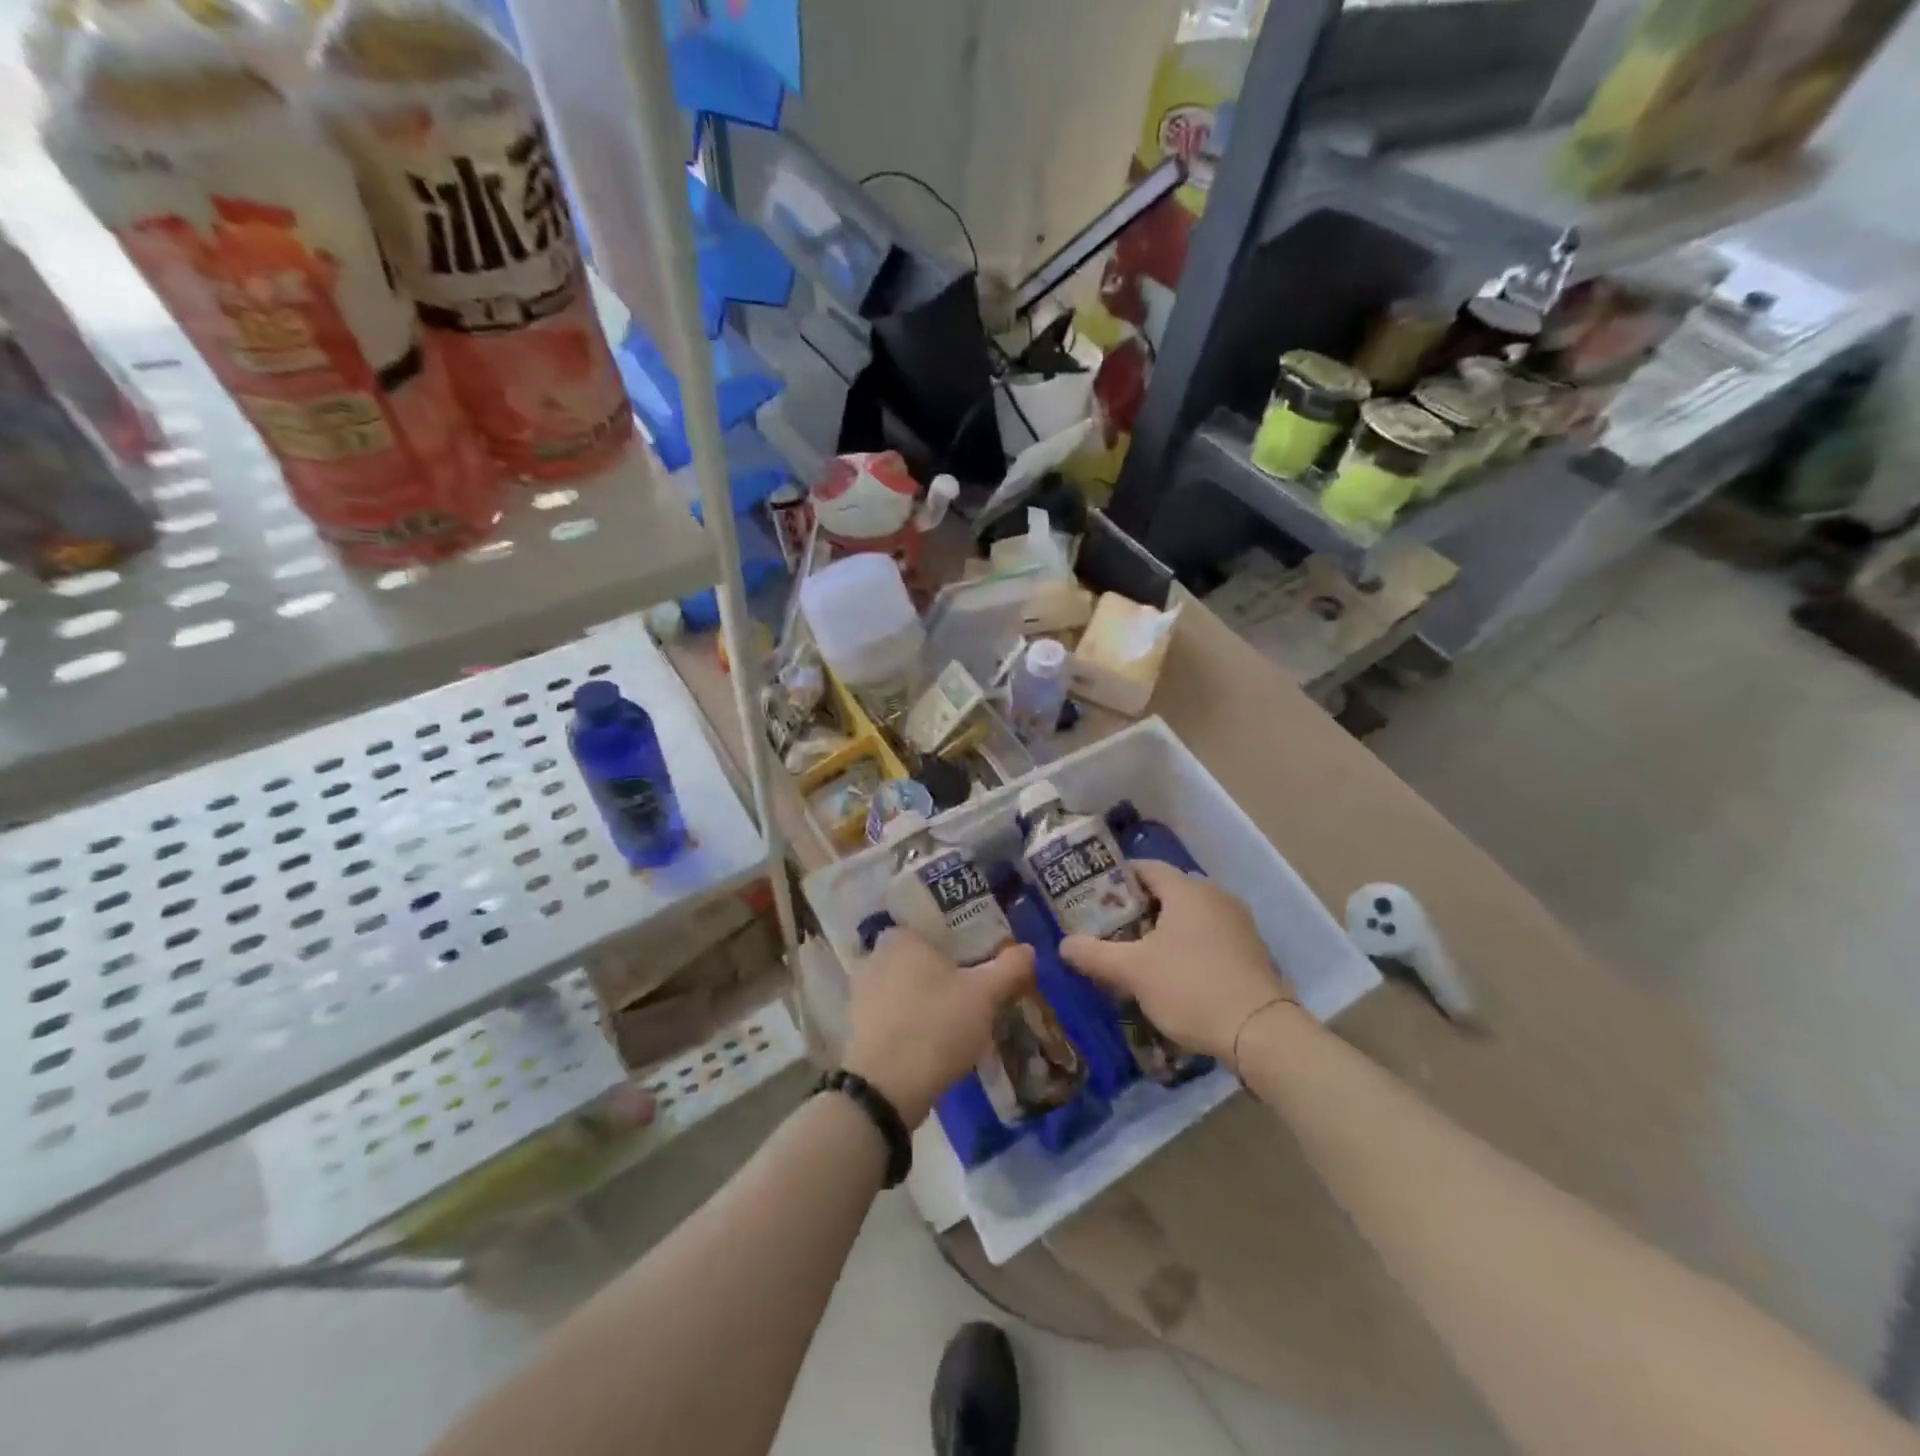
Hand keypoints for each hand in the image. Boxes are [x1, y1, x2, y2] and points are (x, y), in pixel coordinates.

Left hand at [845, 928, 1037, 1126]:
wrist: (887, 1088)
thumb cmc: (936, 1025)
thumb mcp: (985, 994)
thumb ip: (1010, 967)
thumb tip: (1027, 950)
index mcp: (900, 938)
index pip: (933, 926)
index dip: (960, 941)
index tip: (981, 958)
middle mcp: (874, 958)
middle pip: (921, 959)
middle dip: (945, 973)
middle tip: (976, 989)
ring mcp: (862, 995)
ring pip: (907, 989)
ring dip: (929, 1001)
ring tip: (960, 1020)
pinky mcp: (859, 1029)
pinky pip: (895, 1016)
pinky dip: (913, 1024)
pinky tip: (936, 1042)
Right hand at [1060, 860, 1292, 1061]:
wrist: (1260, 1032)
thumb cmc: (1190, 987)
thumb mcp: (1133, 972)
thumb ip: (1095, 955)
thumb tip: (1064, 945)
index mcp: (1187, 889)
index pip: (1146, 867)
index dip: (1118, 879)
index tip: (1095, 898)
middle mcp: (1215, 896)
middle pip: (1168, 890)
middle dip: (1138, 907)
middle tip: (1111, 929)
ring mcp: (1238, 922)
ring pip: (1190, 914)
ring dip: (1164, 928)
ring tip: (1138, 953)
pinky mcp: (1251, 950)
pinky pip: (1209, 935)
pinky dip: (1188, 944)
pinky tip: (1174, 972)